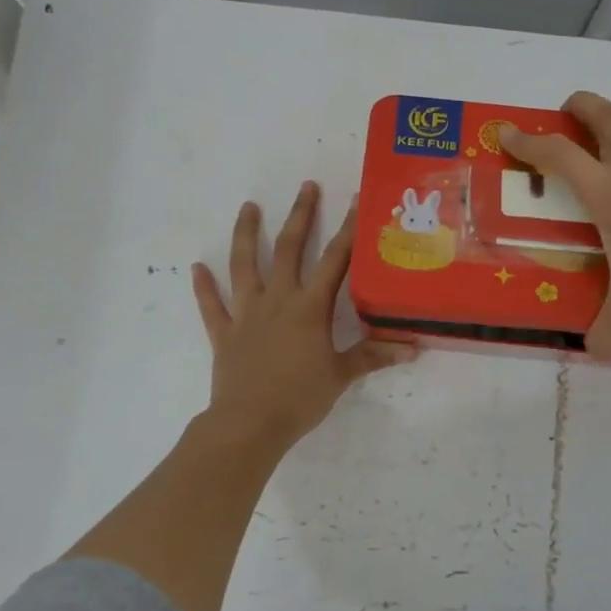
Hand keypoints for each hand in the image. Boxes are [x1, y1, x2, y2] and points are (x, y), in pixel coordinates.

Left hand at [191, 181, 415, 447]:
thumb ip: (374, 356)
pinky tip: (196, 267)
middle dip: (300, 216)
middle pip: (289, 249)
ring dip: (246, 234)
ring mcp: (246, 314)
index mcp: (309, 307)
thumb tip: (414, 347)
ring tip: (248, 207)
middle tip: (306, 187)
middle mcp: (277, 300)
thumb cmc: (300, 397)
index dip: (348, 229)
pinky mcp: (224, 333)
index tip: (355, 199)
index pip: (335, 260)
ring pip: (244, 265)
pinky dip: (204, 287)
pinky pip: (212, 305)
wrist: (250, 423)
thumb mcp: (342, 375)